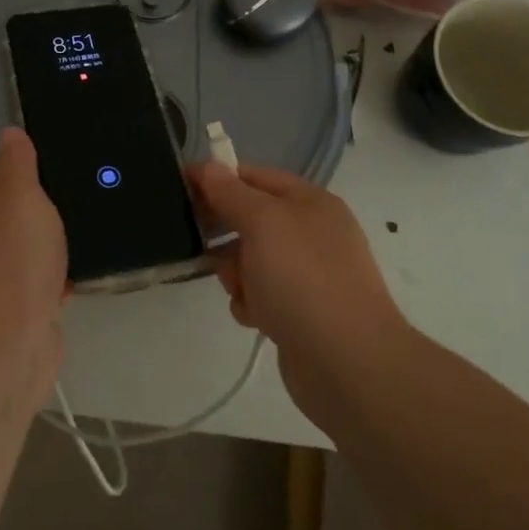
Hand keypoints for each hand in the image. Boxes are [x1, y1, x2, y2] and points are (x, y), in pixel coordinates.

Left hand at [0, 127, 67, 353]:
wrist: (7, 340)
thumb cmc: (13, 255)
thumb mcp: (18, 192)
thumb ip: (15, 161)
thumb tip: (8, 132)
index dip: (22, 169)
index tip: (55, 166)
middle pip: (8, 215)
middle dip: (38, 210)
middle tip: (78, 200)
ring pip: (23, 251)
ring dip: (48, 247)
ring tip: (84, 237)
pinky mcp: (10, 314)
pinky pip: (36, 285)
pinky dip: (54, 281)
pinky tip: (77, 279)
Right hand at [190, 161, 403, 398]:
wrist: (347, 362)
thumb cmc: (303, 278)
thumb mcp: (262, 222)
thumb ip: (231, 192)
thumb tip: (209, 167)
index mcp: (310, 201)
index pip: (254, 175)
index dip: (217, 178)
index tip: (181, 187)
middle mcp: (312, 232)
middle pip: (251, 217)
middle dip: (225, 231)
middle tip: (202, 244)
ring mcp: (308, 273)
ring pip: (251, 258)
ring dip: (235, 272)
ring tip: (240, 290)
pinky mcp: (300, 310)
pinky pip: (260, 293)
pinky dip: (251, 302)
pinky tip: (255, 317)